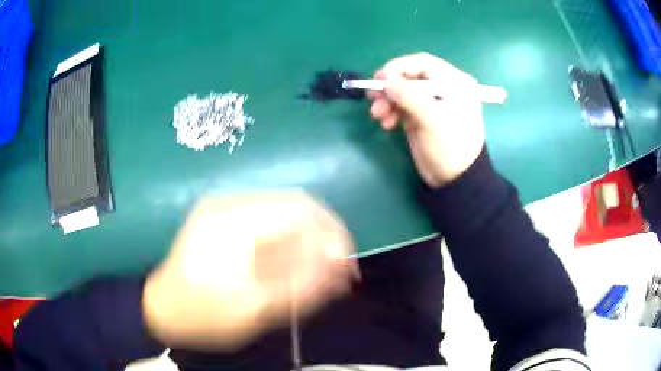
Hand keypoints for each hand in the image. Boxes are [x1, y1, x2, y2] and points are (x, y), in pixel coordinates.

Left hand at [142, 192, 356, 349]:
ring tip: (321, 273)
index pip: (299, 208)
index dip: (332, 233)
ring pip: (284, 215)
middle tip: (338, 272)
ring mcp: (226, 210)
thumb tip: (342, 266)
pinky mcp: (225, 222)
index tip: (346, 265)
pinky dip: (290, 244)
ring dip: (308, 241)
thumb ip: (301, 285)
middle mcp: (230, 204)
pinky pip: (269, 224)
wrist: (163, 310)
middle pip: (295, 207)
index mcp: (233, 220)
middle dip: (323, 238)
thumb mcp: (253, 309)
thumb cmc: (203, 314)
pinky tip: (295, 266)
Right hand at [368, 52, 484, 186]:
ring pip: (403, 91)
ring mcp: (431, 102)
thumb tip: (384, 80)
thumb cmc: (450, 148)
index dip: (399, 67)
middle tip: (372, 98)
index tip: (379, 79)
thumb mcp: (432, 120)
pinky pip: (402, 106)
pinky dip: (391, 112)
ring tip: (377, 115)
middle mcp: (444, 88)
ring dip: (387, 101)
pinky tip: (386, 124)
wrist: (454, 181)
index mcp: (454, 83)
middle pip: (410, 77)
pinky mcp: (422, 115)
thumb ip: (409, 96)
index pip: (423, 63)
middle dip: (390, 87)